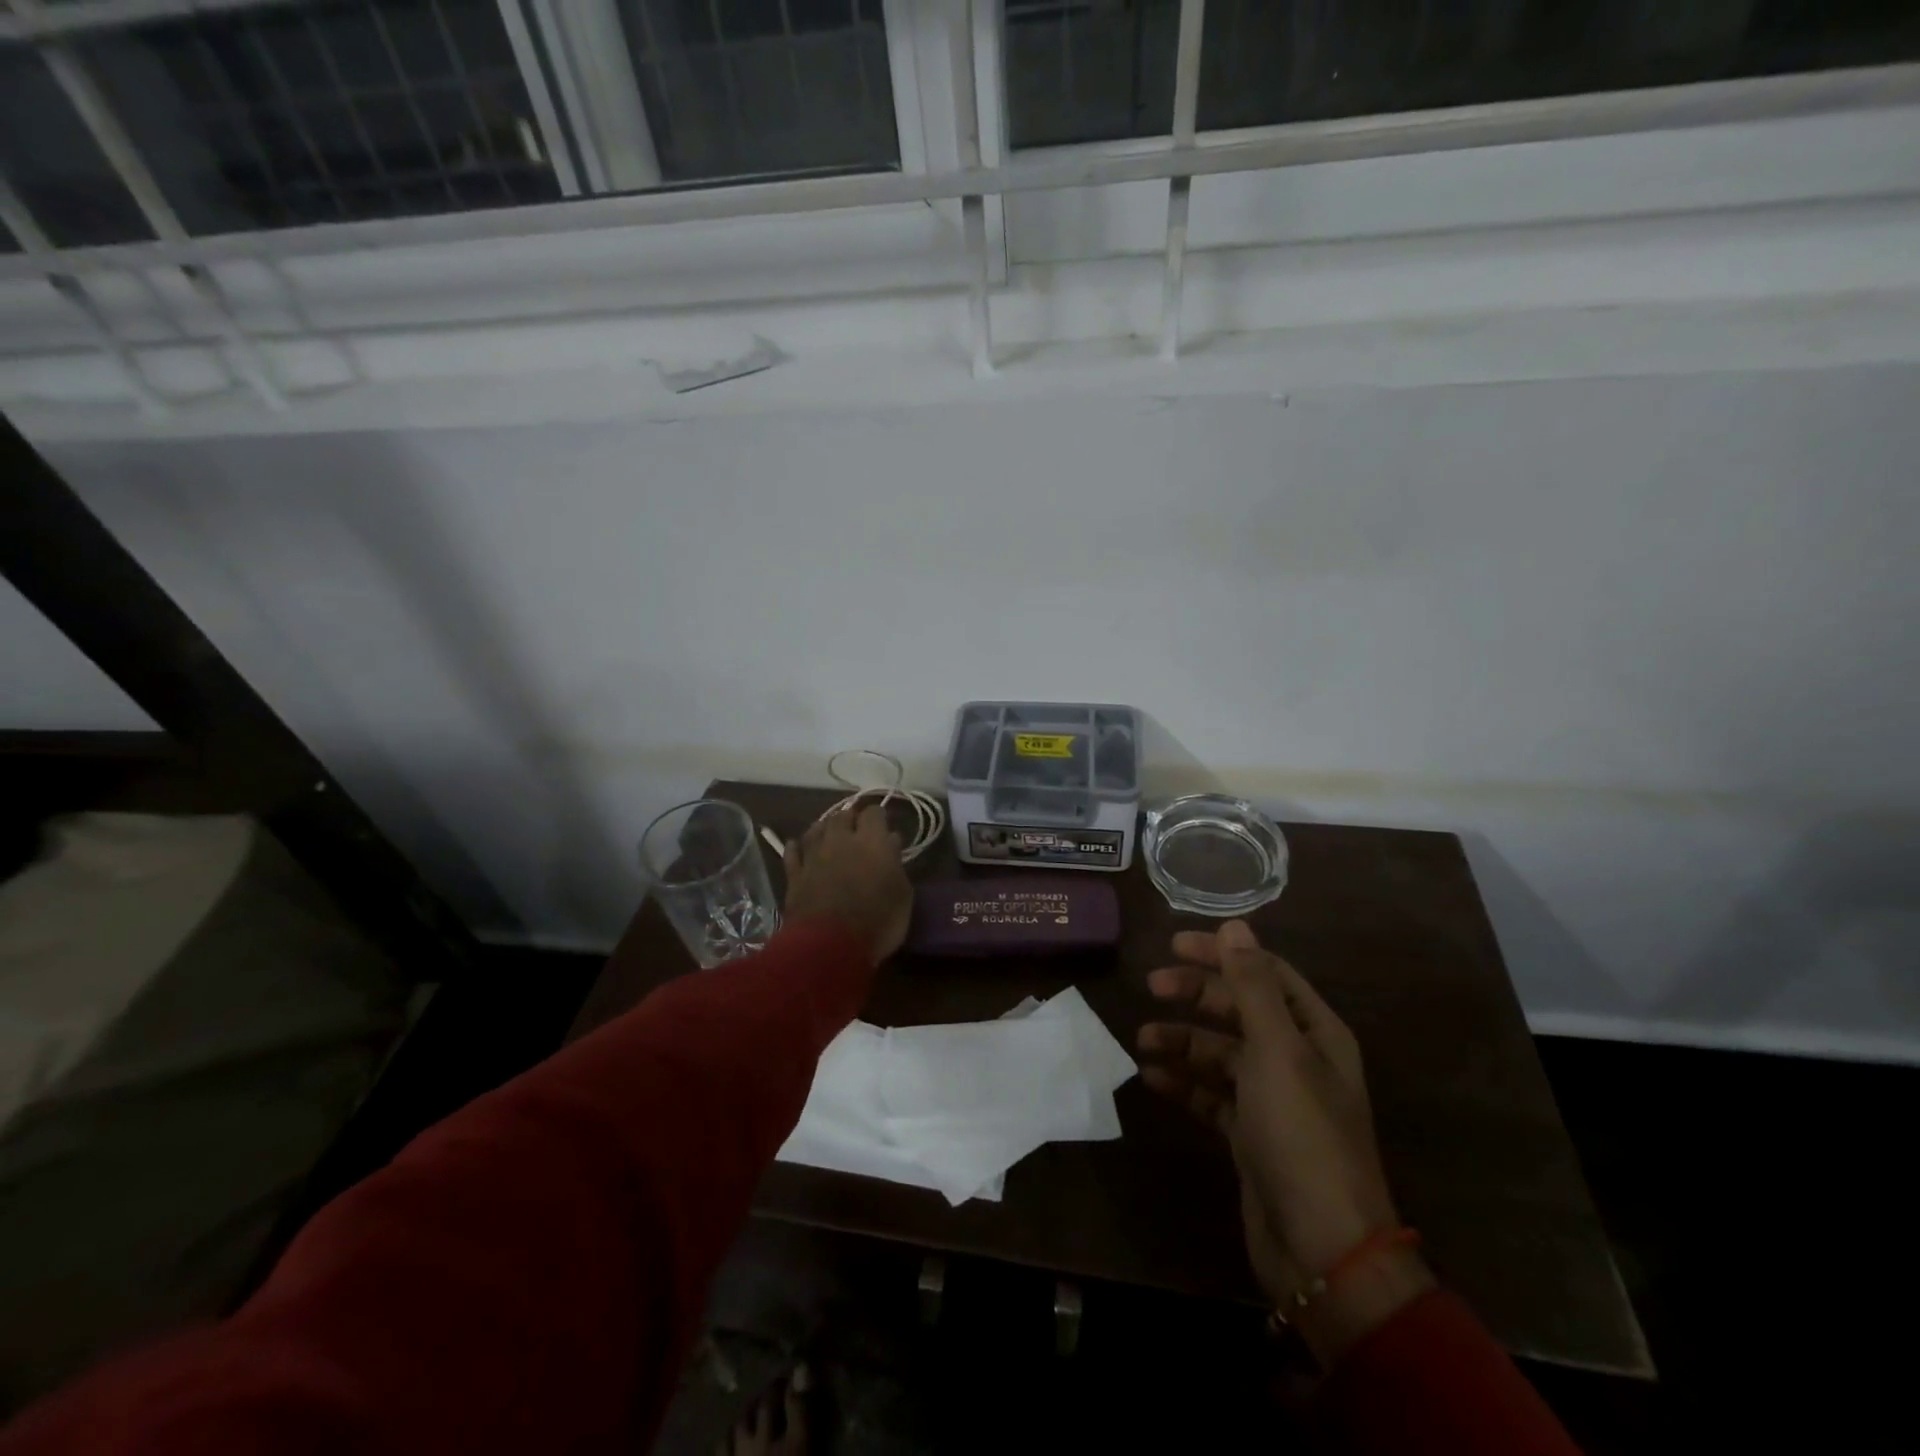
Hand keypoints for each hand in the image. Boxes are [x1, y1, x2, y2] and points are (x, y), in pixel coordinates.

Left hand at [782, 805, 911, 965]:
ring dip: (824, 828)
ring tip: (830, 835)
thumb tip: (891, 840)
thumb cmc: (877, 922)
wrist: (828, 947)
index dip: (879, 816)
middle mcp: (840, 840)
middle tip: (857, 830)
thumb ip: (896, 863)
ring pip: (815, 829)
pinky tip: (798, 847)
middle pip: (842, 815)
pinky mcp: (794, 875)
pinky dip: (797, 847)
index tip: (884, 825)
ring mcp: (813, 856)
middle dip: (850, 819)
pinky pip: (792, 852)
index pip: (874, 813)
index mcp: (872, 842)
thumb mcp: (902, 895)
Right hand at [1137, 921, 1402, 1296]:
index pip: (1265, 972)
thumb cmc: (1301, 1133)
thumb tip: (1236, 924)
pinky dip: (1185, 1084)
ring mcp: (1272, 1098)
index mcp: (1314, 1032)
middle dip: (1196, 995)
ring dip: (1183, 1041)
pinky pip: (1211, 1094)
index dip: (1223, 954)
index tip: (1175, 944)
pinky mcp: (1250, 1134)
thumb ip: (1252, 986)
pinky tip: (1154, 1080)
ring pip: (1220, 1052)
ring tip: (1143, 1040)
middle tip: (1152, 986)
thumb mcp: (1276, 1050)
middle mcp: (1296, 1058)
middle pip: (1240, 1009)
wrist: (1321, 1249)